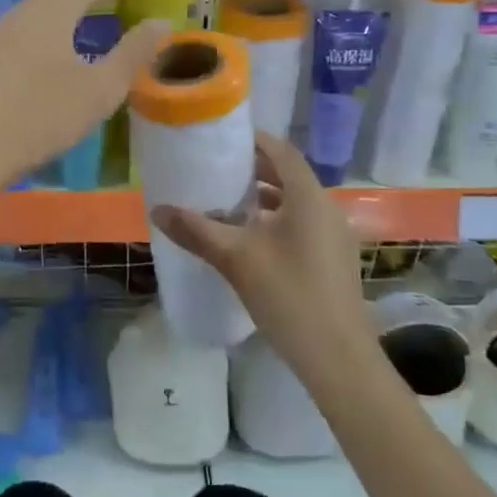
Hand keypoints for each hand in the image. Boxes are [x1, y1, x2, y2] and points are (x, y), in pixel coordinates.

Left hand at [0, 0, 168, 192]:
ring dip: (68, 5)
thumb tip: (161, 21)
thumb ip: (133, 53)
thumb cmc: (41, 116)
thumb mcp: (100, 89)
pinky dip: (50, 24)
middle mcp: (22, 13)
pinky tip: (56, 47)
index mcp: (51, 13)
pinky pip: (26, 25)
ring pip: (40, 7)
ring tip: (91, 14)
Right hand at [151, 132, 374, 375]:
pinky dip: (276, 220)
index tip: (223, 137)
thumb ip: (197, 230)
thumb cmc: (288, 296)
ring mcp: (334, 236)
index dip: (254, 140)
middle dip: (254, 170)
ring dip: (265, 198)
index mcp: (308, 197)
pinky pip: (302, 225)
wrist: (338, 359)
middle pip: (289, 176)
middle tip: (217, 169)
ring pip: (296, 203)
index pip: (282, 151)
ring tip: (228, 203)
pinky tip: (250, 240)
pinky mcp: (334, 260)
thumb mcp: (236, 259)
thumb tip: (158, 209)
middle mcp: (326, 208)